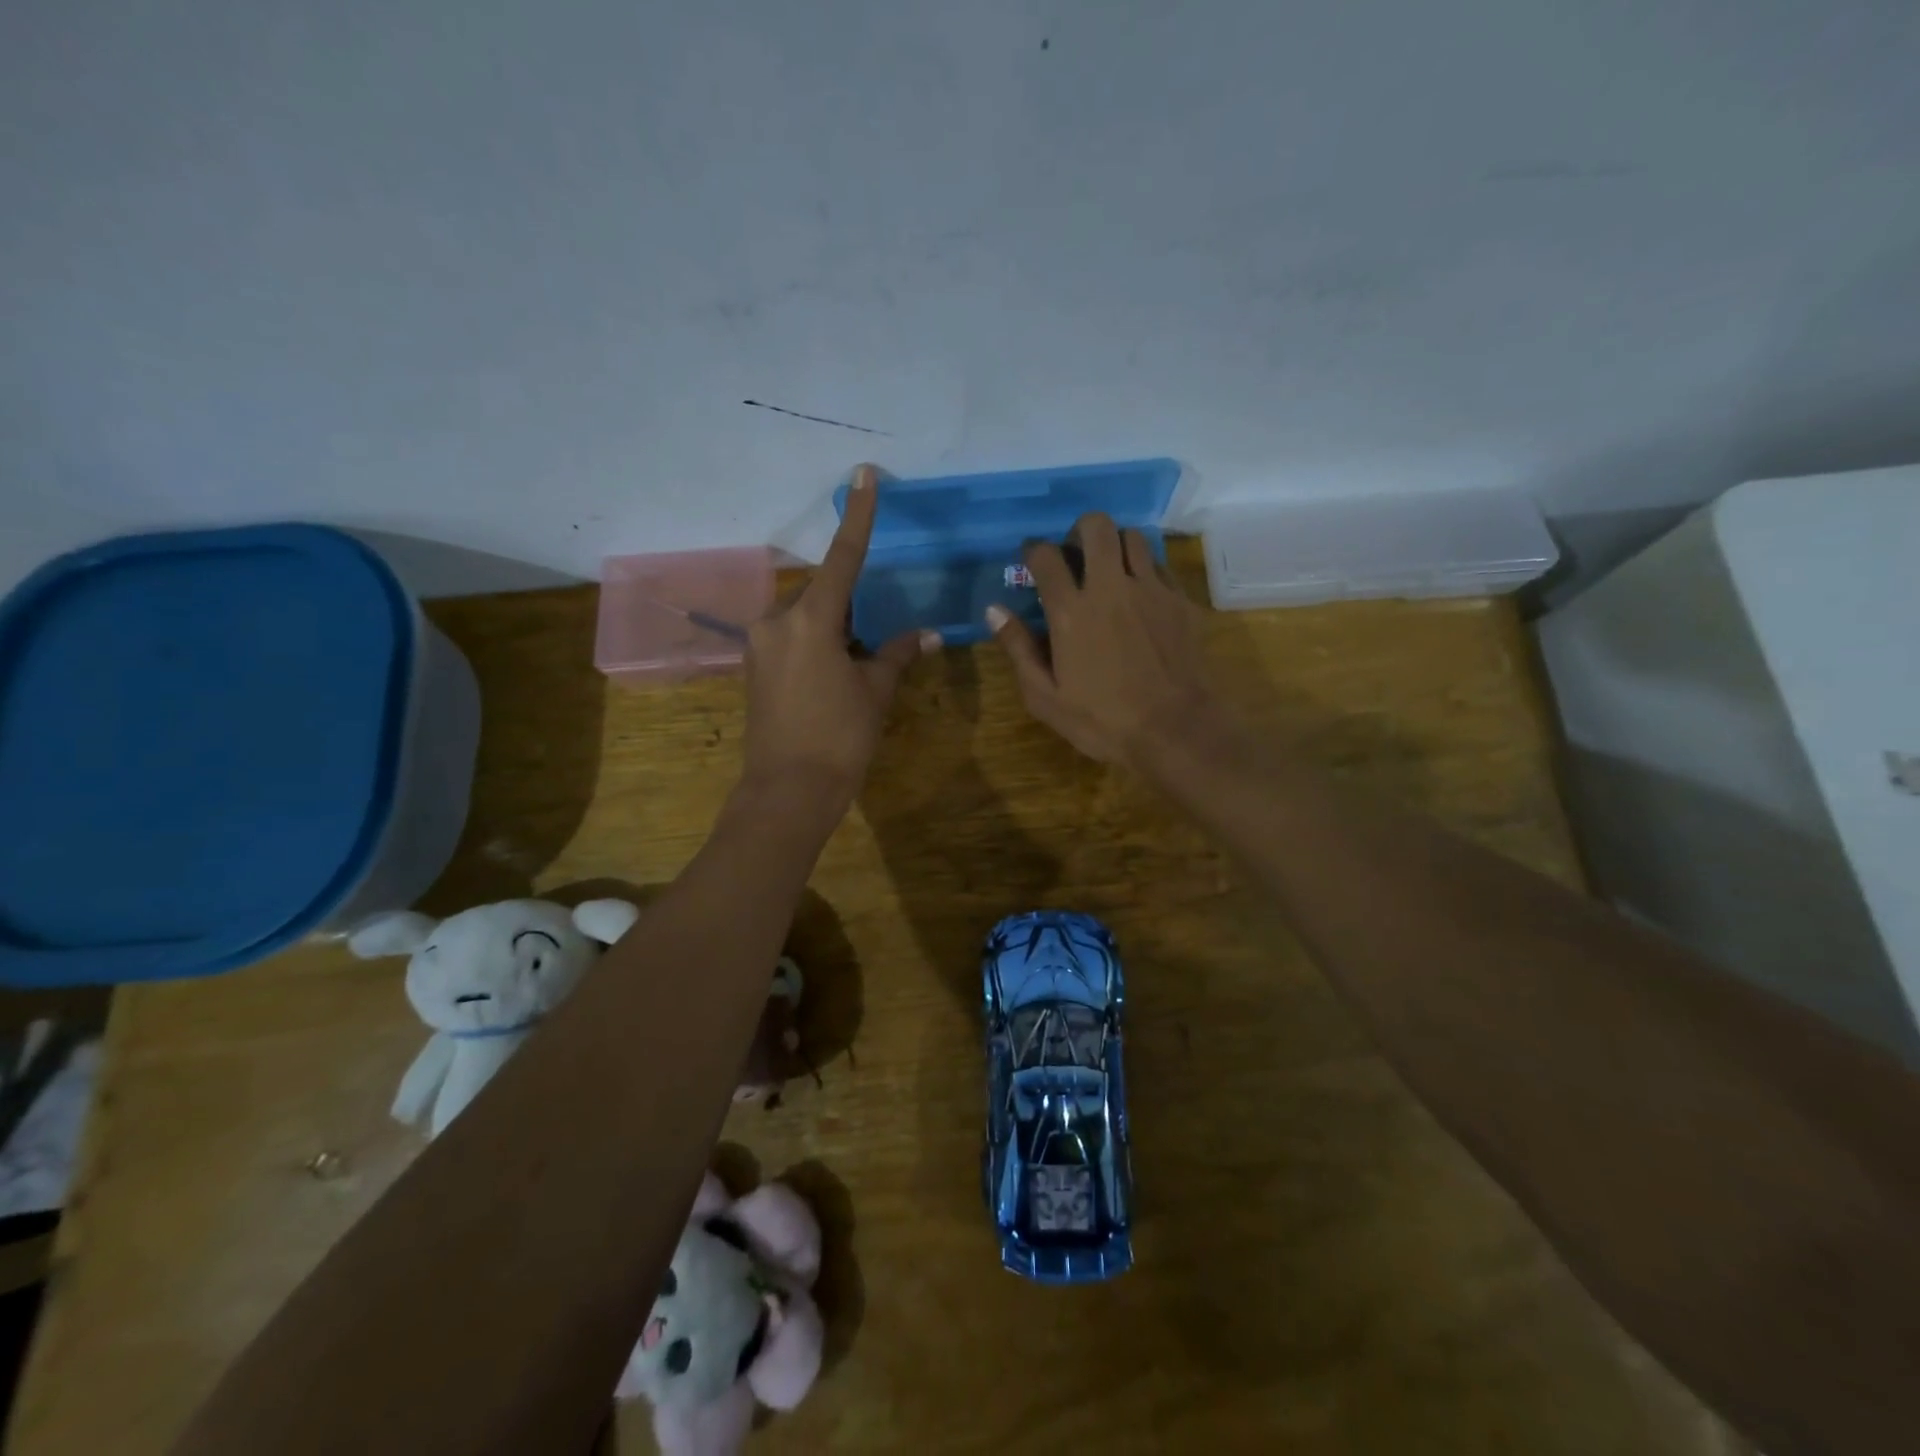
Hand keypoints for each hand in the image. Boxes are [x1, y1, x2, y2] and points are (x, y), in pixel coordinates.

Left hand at [741, 464, 936, 807]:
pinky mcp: (753, 666)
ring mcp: (759, 644)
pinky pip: (791, 638)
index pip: (842, 557)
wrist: (788, 791)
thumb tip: (928, 635)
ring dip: (833, 628)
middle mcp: (777, 621)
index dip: (859, 515)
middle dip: (850, 607)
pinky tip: (832, 676)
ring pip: (806, 618)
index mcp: (811, 619)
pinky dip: (816, 644)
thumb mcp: (875, 692)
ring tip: (855, 667)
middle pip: (822, 594)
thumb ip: (898, 654)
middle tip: (873, 641)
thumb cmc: (839, 738)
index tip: (863, 474)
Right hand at [986, 514, 1223, 768]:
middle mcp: (1110, 587)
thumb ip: (1018, 649)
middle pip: (1095, 526)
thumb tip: (993, 610)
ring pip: (1132, 537)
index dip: (1033, 551)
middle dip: (1079, 531)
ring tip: (1110, 572)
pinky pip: (1160, 566)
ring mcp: (1151, 590)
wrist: (1176, 730)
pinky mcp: (1180, 600)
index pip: (1045, 556)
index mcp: (1071, 611)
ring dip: (1115, 546)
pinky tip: (1141, 596)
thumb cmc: (1102, 721)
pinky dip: (1145, 570)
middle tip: (1075, 556)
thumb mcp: (1045, 697)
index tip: (1031, 560)